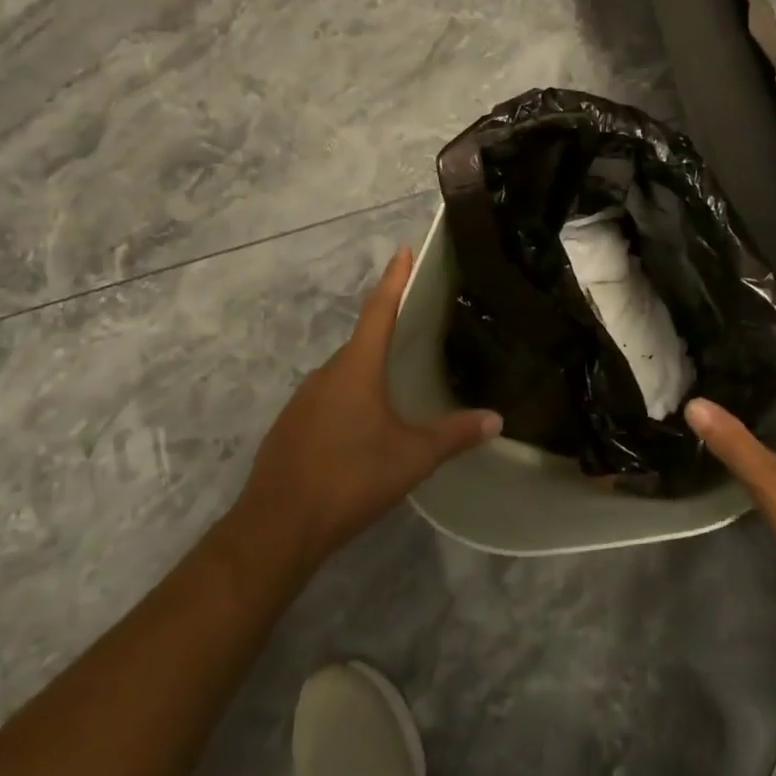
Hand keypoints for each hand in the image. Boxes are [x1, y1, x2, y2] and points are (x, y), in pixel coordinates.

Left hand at [230, 248, 500, 576]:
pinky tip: (362, 426)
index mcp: (357, 367)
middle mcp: (328, 373)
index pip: (380, 309)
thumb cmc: (350, 478)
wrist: (278, 525)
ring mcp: (304, 399)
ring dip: (368, 370)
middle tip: (416, 326)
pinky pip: (328, 398)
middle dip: (387, 329)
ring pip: (344, 373)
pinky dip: (349, 398)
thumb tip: (497, 419)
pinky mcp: (291, 425)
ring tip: (396, 382)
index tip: (403, 250)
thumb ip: (454, 435)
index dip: (394, 279)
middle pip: (362, 341)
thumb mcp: (411, 457)